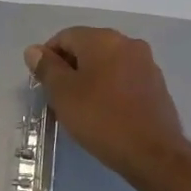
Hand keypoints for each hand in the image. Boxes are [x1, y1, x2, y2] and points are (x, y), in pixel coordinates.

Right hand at [26, 27, 190, 185]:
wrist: (153, 153)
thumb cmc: (100, 118)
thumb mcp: (63, 93)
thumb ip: (46, 67)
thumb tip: (34, 50)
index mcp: (103, 39)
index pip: (65, 37)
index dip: (48, 58)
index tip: (43, 84)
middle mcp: (128, 43)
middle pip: (87, 48)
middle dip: (69, 68)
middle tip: (59, 97)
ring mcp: (146, 64)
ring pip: (107, 64)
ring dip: (89, 79)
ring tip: (80, 107)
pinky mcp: (157, 85)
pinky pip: (124, 78)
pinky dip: (109, 89)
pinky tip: (104, 112)